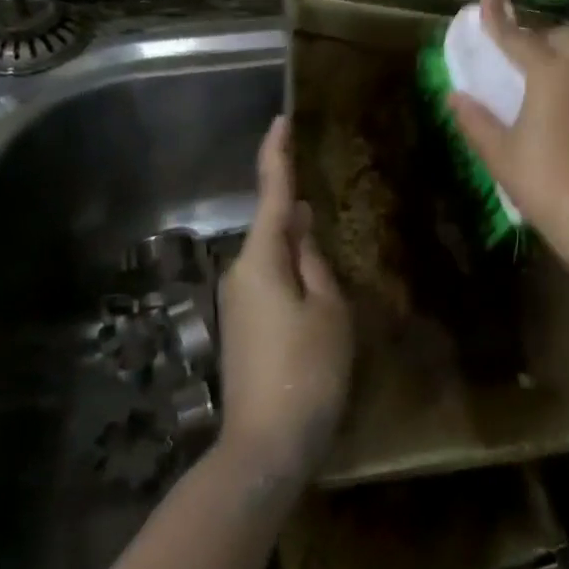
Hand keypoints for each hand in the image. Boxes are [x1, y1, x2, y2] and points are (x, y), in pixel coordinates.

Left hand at [217, 116, 352, 485]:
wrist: (265, 447)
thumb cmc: (307, 371)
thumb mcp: (329, 310)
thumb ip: (315, 264)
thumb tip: (301, 234)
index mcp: (262, 260)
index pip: (271, 194)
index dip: (276, 155)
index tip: (280, 120)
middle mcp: (241, 273)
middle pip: (272, 227)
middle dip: (295, 209)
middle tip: (326, 191)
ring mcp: (238, 303)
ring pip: (273, 258)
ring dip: (298, 246)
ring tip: (330, 241)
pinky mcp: (243, 327)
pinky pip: (270, 282)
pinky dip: (293, 272)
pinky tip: (317, 287)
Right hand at [447, 0, 568, 323]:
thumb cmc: (545, 183)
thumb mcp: (500, 154)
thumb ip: (476, 120)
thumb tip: (456, 96)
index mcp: (550, 74)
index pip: (517, 36)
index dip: (497, 16)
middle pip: (563, 37)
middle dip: (541, 38)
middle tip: (521, 59)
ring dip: (565, 61)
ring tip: (547, 89)